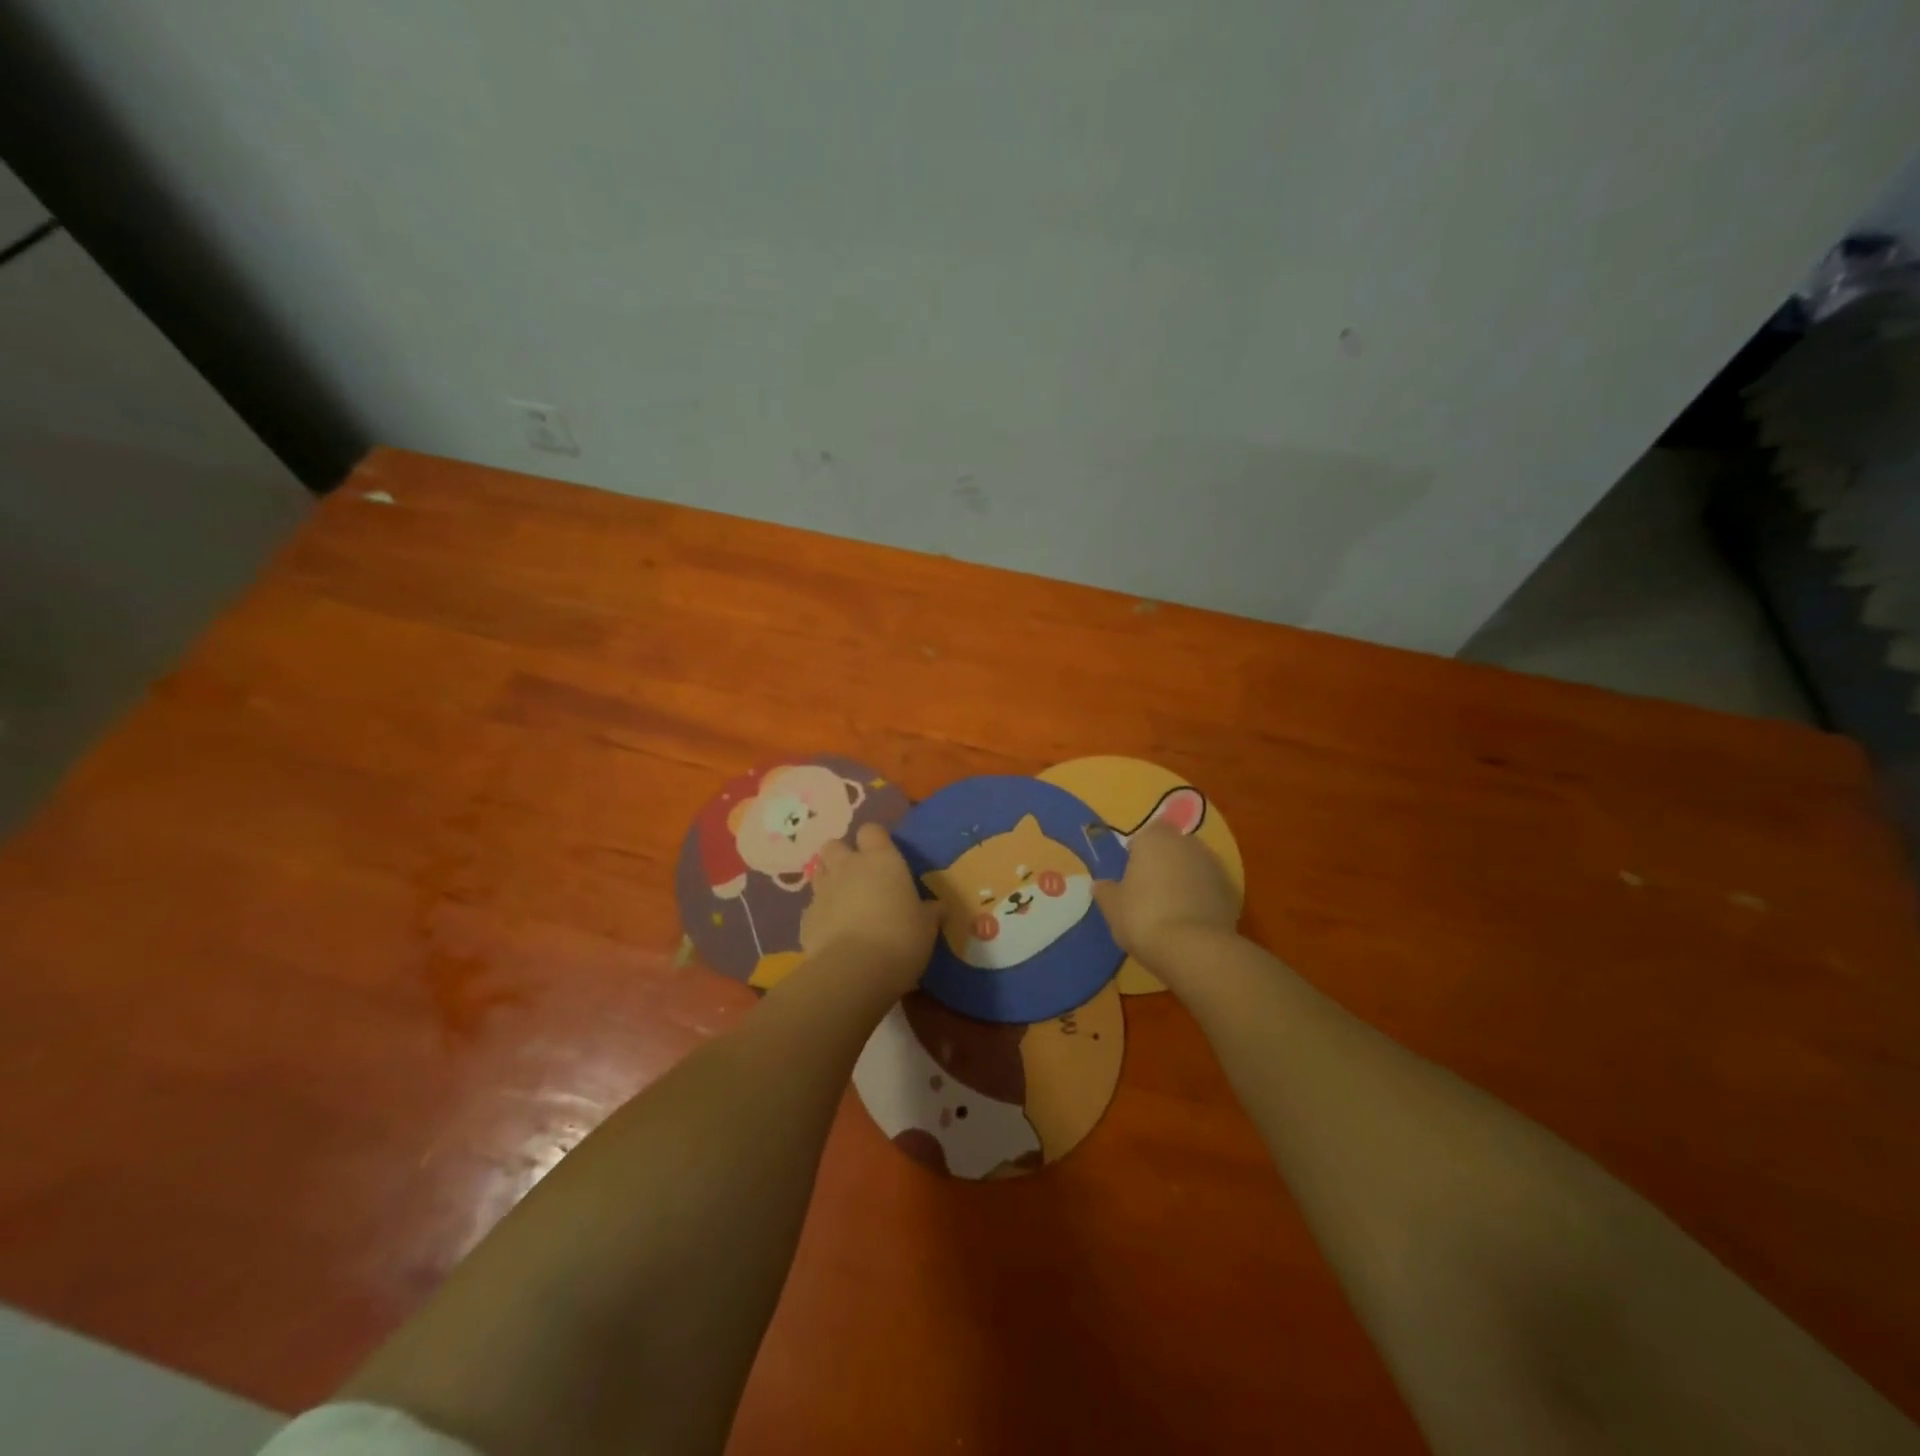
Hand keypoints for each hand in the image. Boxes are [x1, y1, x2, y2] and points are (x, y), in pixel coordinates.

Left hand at [799, 822, 939, 991]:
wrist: (855, 971)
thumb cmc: (901, 938)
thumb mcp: (927, 926)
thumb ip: (930, 912)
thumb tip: (937, 907)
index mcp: (882, 860)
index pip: (871, 831)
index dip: (875, 840)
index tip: (883, 856)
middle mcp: (848, 867)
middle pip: (834, 845)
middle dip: (842, 856)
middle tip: (858, 878)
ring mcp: (823, 892)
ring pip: (818, 872)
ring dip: (829, 882)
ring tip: (844, 903)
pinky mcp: (805, 919)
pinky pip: (812, 908)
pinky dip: (820, 916)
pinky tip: (833, 933)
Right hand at [1094, 823, 1239, 972]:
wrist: (1194, 949)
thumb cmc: (1143, 917)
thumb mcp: (1112, 907)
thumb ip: (1105, 890)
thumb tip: (1101, 885)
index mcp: (1155, 839)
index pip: (1147, 834)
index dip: (1138, 852)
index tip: (1130, 874)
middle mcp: (1187, 844)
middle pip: (1173, 848)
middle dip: (1163, 864)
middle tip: (1149, 892)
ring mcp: (1214, 866)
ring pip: (1193, 867)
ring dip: (1184, 880)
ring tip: (1171, 910)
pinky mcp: (1232, 891)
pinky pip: (1210, 889)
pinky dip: (1201, 899)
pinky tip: (1191, 923)